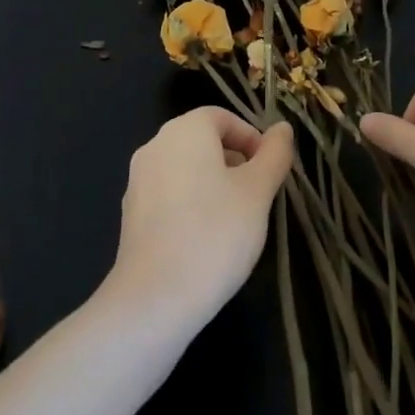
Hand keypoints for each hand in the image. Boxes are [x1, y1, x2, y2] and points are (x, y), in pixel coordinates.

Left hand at [103, 107, 294, 330]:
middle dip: (234, 160)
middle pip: (202, 140)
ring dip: (214, 182)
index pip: (222, 117)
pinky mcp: (132, 212)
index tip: (269, 169)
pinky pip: (169, 192)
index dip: (251, 137)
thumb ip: (274, 155)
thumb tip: (282, 128)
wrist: (155, 298)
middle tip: (258, 195)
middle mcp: (156, 145)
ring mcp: (138, 179)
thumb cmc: (216, 234)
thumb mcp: (258, 192)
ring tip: (236, 219)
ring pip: (186, 167)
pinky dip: (191, 202)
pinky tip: (207, 237)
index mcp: (185, 131)